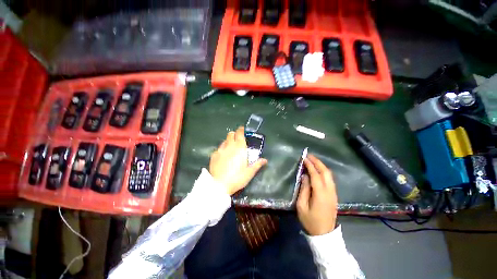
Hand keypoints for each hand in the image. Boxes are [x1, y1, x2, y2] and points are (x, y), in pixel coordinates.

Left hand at [209, 126, 267, 194]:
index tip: (243, 130)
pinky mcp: (213, 155)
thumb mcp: (249, 172)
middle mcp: (229, 146)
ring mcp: (220, 150)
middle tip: (238, 140)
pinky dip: (222, 149)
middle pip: (231, 134)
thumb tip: (265, 160)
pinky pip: (219, 148)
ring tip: (231, 148)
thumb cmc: (237, 178)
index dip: (241, 130)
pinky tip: (223, 156)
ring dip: (228, 141)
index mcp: (239, 148)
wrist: (219, 185)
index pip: (240, 133)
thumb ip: (257, 164)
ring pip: (224, 140)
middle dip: (235, 134)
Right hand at [297, 154, 337, 235]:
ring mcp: (334, 193)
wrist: (324, 234)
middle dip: (318, 162)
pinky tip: (318, 170)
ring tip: (313, 160)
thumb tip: (305, 176)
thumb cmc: (310, 221)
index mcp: (320, 194)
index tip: (304, 158)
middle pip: (326, 172)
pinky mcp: (334, 195)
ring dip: (321, 166)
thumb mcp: (301, 206)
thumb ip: (303, 189)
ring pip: (330, 175)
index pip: (315, 175)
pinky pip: (330, 180)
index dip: (310, 165)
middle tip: (309, 156)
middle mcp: (330, 191)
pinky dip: (324, 172)